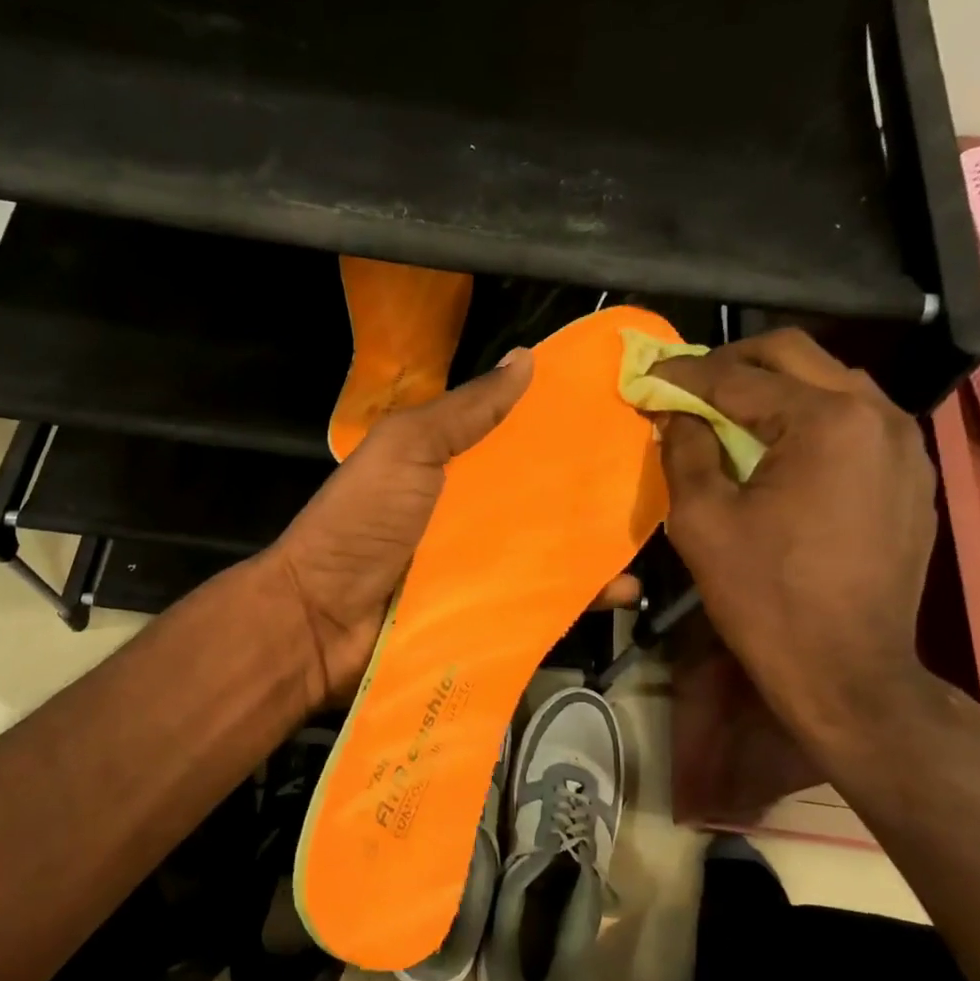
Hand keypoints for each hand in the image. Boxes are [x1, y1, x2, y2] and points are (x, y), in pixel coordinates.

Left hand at [264, 352, 638, 705]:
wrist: (320, 620)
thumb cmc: (362, 522)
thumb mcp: (406, 449)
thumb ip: (464, 411)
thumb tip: (527, 360)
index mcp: (454, 468)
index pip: (519, 441)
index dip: (564, 427)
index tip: (624, 411)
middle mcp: (474, 515)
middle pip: (543, 497)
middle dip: (594, 488)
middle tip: (659, 475)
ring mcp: (483, 568)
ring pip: (552, 550)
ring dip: (598, 544)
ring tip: (657, 531)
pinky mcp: (489, 615)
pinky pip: (542, 602)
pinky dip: (580, 597)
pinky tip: (623, 589)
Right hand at [650, 329, 938, 756]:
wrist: (847, 672)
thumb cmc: (765, 598)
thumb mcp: (702, 522)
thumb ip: (685, 451)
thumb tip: (676, 413)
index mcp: (826, 421)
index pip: (739, 376)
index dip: (684, 374)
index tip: (647, 376)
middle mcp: (877, 414)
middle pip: (794, 355)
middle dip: (732, 363)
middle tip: (687, 386)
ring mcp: (904, 444)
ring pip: (830, 382)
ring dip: (774, 387)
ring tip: (729, 414)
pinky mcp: (910, 475)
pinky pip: (855, 420)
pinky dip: (809, 417)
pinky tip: (779, 449)